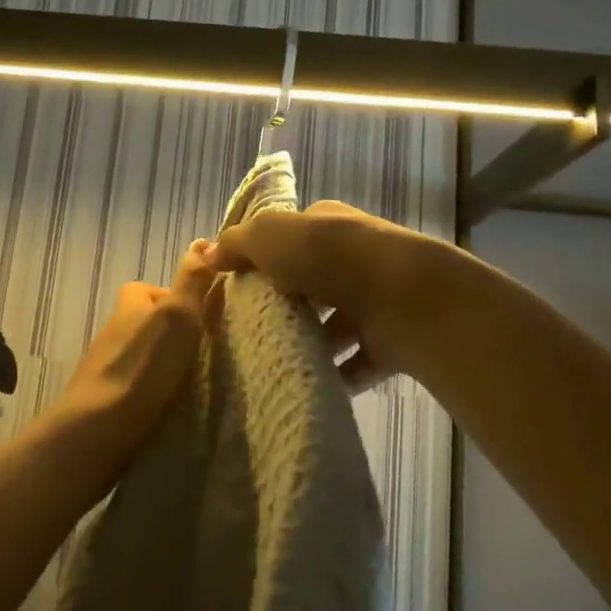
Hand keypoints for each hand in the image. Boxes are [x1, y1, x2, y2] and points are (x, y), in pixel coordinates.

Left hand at [57, 239, 214, 454]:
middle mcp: (113, 326)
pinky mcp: (100, 396)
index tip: (201, 322)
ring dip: (158, 362)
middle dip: (170, 334)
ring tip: (184, 382)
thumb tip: (204, 241)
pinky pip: (130, 382)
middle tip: (197, 354)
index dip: (180, 301)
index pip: (157, 290)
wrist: (98, 429)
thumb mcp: (179, 315)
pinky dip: (146, 388)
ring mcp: (103, 363)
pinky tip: (162, 404)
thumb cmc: (146, 366)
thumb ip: (192, 280)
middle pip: (147, 321)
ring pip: (138, 352)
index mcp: (130, 302)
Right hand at [208, 200, 442, 392]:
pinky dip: (337, 375)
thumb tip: (208, 253)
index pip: (291, 238)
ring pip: (336, 324)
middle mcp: (353, 258)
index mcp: (327, 225)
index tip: (238, 288)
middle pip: (313, 282)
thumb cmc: (328, 257)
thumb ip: (237, 243)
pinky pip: (357, 362)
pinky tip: (310, 385)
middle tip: (253, 329)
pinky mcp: (389, 340)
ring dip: (313, 342)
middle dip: (288, 304)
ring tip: (276, 361)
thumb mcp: (270, 236)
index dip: (265, 258)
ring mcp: (375, 300)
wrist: (402, 297)